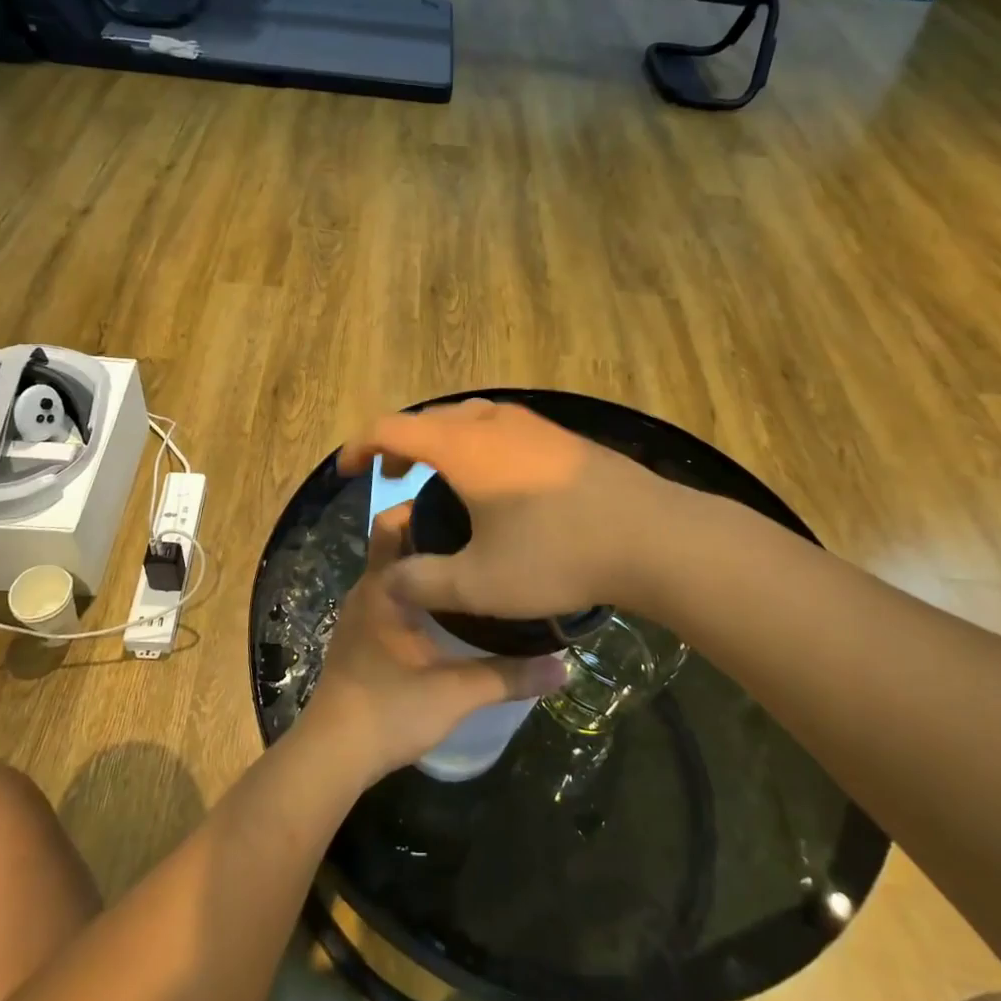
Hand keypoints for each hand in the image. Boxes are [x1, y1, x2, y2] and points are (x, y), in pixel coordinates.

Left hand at [301, 505, 567, 781]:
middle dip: (429, 531)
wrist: (333, 756)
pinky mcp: (360, 636)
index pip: (395, 523)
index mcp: (383, 586)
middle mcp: (367, 589)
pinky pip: (390, 594)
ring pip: (393, 570)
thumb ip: (509, 677)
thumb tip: (563, 667)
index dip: (429, 506)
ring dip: (423, 563)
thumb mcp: (456, 693)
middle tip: (479, 533)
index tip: (471, 505)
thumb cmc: (389, 710)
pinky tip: (447, 609)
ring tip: (471, 564)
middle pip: (394, 542)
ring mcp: (360, 613)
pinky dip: (415, 589)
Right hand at [337, 399, 670, 620]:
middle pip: (429, 417)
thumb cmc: (558, 554)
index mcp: (464, 447)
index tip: (346, 472)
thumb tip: (389, 582)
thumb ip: (425, 583)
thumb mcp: (481, 584)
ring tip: (437, 475)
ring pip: (469, 417)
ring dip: (441, 440)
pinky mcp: (562, 437)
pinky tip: (493, 481)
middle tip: (389, 476)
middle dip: (399, 442)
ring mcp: (533, 425)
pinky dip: (476, 443)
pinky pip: (501, 427)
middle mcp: (494, 423)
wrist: (654, 536)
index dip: (360, 446)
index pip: (392, 428)